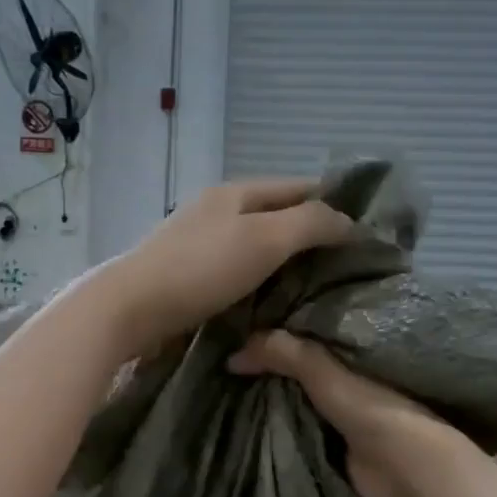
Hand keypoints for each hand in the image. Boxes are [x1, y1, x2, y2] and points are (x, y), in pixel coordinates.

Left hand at [91, 180, 355, 357]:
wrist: (131, 309)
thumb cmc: (201, 269)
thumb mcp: (265, 239)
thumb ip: (310, 224)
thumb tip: (349, 222)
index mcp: (237, 192)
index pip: (300, 187)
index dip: (335, 204)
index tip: (366, 234)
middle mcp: (217, 210)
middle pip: (276, 216)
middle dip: (311, 236)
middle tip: (346, 268)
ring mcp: (198, 243)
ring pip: (255, 245)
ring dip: (284, 263)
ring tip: (318, 289)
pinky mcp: (186, 276)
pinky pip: (235, 272)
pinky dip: (258, 282)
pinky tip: (272, 302)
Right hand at [229, 329, 467, 496]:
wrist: (408, 475)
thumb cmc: (376, 412)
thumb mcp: (326, 374)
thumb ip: (286, 354)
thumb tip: (232, 354)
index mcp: (356, 352)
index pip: (309, 332)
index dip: (278, 331)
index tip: (240, 328)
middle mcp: (348, 379)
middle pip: (300, 368)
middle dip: (269, 366)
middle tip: (224, 360)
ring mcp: (341, 414)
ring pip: (296, 398)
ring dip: (270, 397)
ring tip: (227, 387)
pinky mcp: (332, 446)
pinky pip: (296, 428)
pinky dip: (276, 424)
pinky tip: (246, 418)